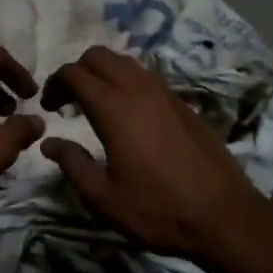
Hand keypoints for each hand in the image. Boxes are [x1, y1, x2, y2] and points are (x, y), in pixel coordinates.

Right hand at [40, 47, 272, 272]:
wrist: (224, 216)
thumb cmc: (158, 209)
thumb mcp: (104, 197)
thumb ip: (72, 164)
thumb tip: (49, 142)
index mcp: (113, 107)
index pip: (74, 73)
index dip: (54, 84)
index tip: (48, 107)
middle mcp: (138, 89)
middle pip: (99, 56)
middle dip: (77, 70)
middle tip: (68, 101)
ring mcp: (165, 93)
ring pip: (125, 61)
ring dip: (103, 73)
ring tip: (95, 104)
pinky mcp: (183, 104)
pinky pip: (146, 77)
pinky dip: (127, 82)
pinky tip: (127, 114)